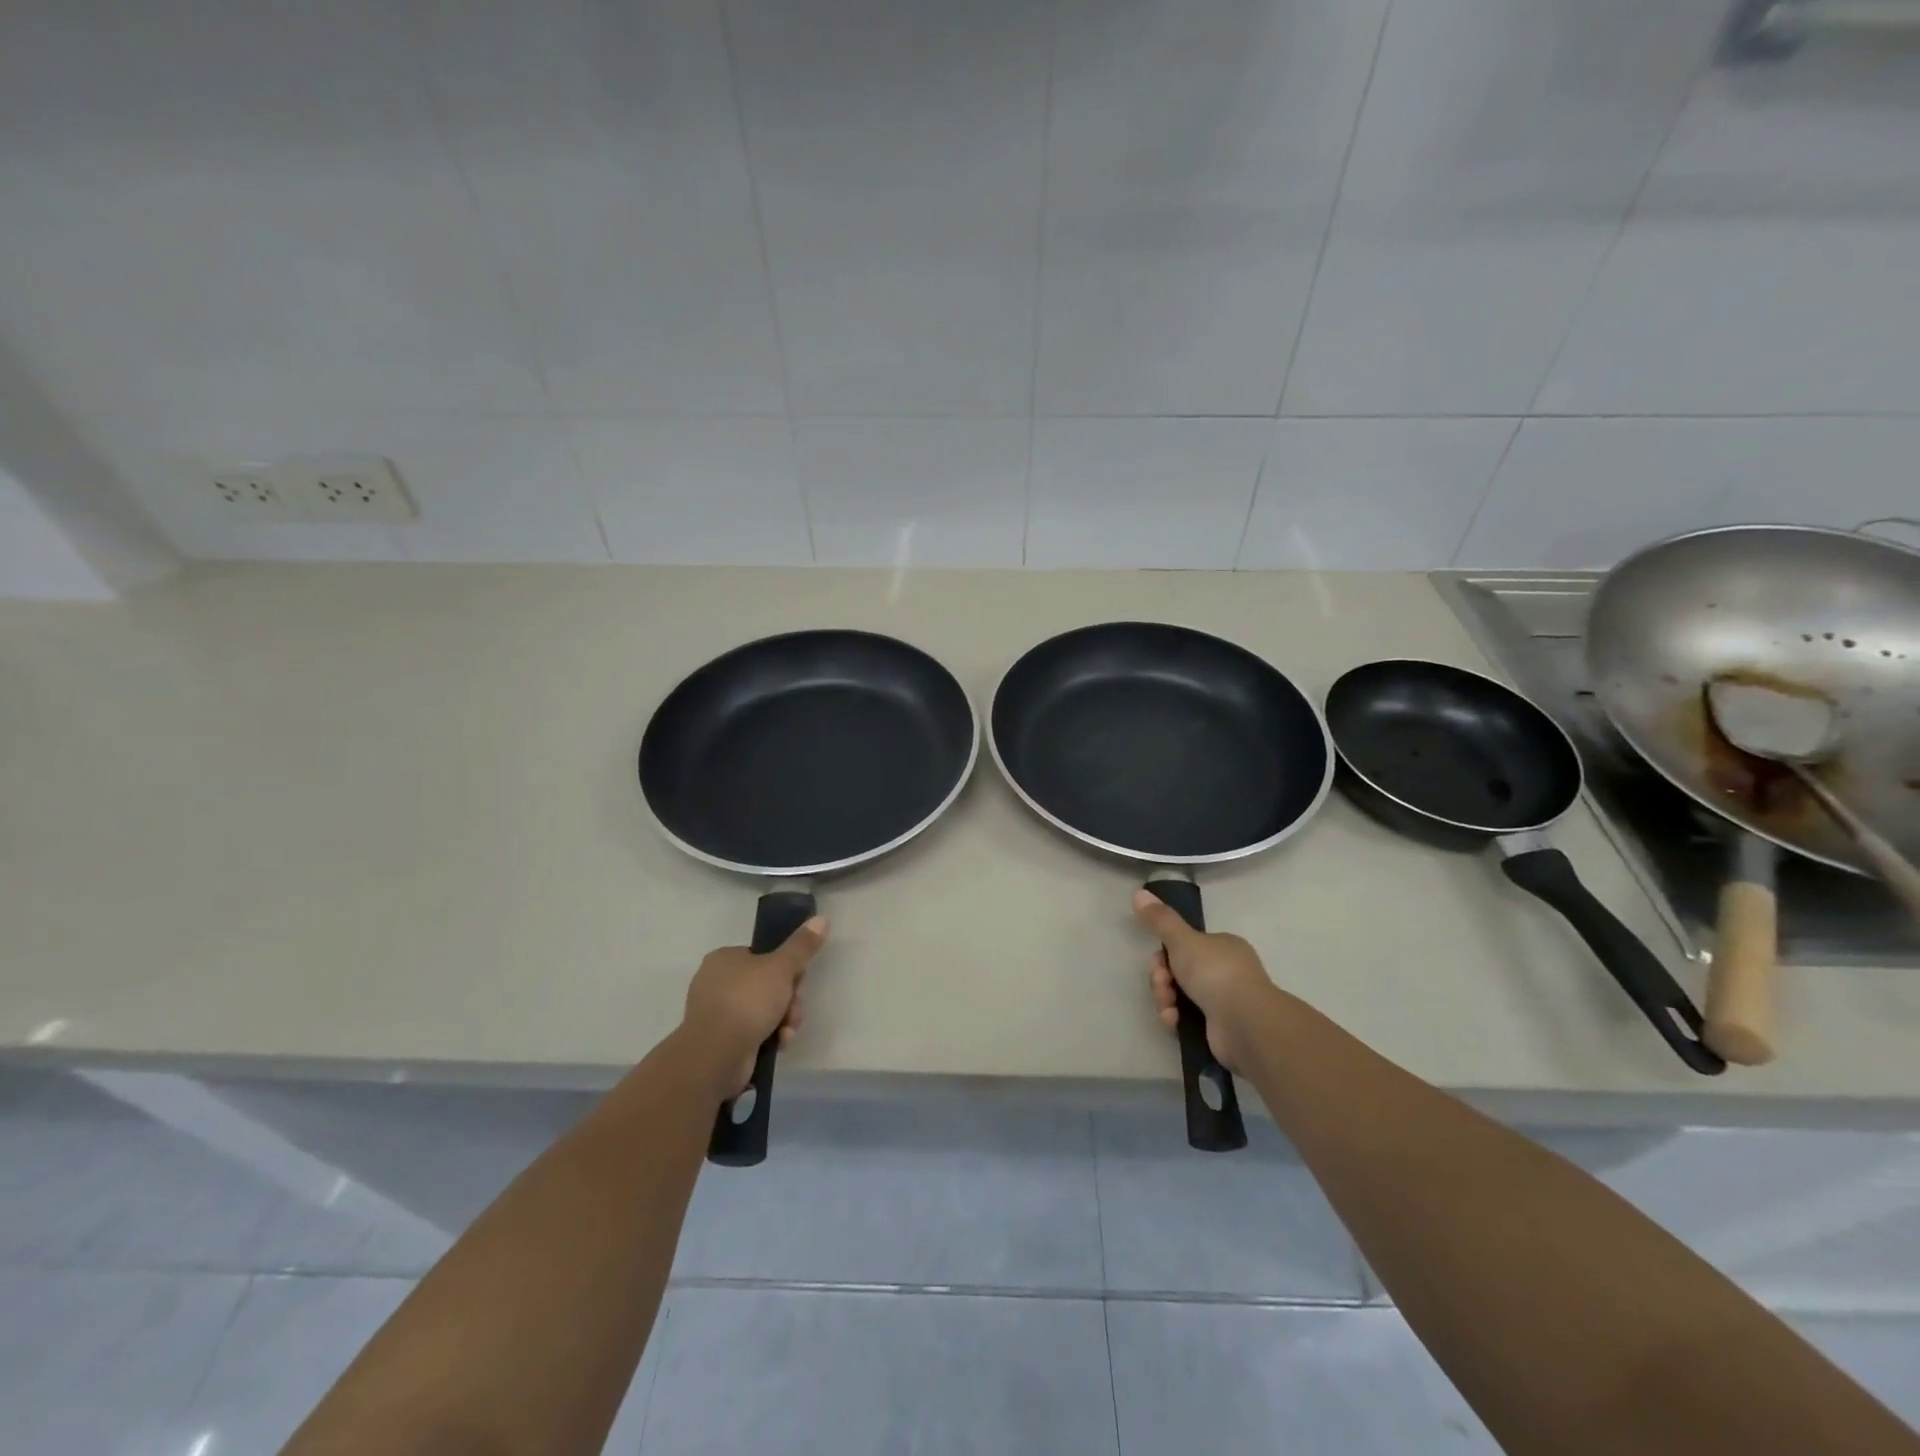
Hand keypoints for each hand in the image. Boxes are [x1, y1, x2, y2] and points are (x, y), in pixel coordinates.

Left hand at [681, 916, 827, 1097]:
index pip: (764, 956)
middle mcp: (716, 982)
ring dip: (784, 1019)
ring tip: (787, 1031)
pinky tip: (779, 1043)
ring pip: (764, 1009)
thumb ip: (802, 945)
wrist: (716, 1055)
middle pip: (768, 984)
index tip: (798, 980)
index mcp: (724, 958)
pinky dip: (770, 1036)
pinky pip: (754, 1031)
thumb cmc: (747, 1001)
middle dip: (788, 999)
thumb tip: (822, 918)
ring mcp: (718, 1013)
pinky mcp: (721, 1040)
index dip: (786, 968)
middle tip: (794, 1008)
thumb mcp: (782, 967)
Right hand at [1133, 890, 1275, 1071]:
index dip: (1164, 954)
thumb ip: (1160, 919)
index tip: (1158, 962)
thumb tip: (1139, 893)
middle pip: (1178, 971)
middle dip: (1162, 979)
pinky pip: (1188, 1018)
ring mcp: (1224, 1001)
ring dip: (1166, 1000)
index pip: (1184, 945)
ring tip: (1168, 1009)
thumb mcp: (1182, 940)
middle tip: (1162, 985)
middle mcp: (1225, 971)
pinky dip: (1177, 1019)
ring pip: (1180, 995)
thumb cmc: (1215, 973)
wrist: (1244, 1023)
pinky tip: (1174, 1022)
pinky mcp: (1219, 1028)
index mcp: (1222, 946)